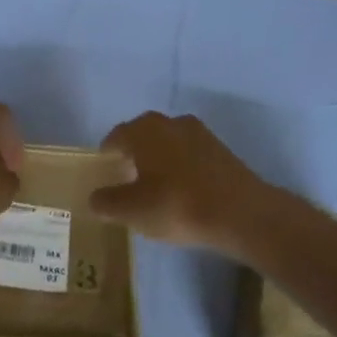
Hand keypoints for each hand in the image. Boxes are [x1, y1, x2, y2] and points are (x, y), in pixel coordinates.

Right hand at [87, 112, 275, 253]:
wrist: (241, 213)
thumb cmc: (177, 205)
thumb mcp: (131, 210)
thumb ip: (106, 202)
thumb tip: (95, 198)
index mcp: (144, 129)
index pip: (116, 136)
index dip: (107, 155)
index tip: (104, 173)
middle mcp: (171, 122)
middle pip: (143, 136)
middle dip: (133, 156)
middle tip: (126, 181)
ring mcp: (201, 134)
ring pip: (169, 144)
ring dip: (159, 161)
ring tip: (154, 189)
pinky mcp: (222, 152)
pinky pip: (190, 157)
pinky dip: (181, 169)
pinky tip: (181, 193)